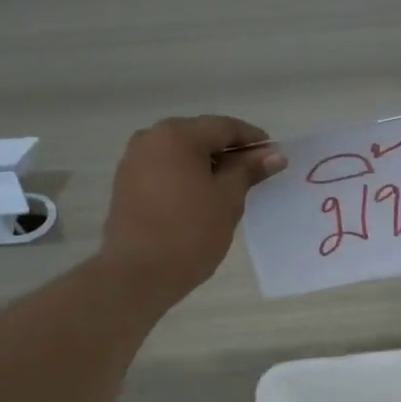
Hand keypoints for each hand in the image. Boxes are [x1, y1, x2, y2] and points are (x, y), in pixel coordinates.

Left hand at [101, 115, 285, 299]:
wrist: (137, 274)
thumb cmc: (190, 233)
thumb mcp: (228, 199)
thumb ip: (249, 170)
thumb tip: (274, 154)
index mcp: (176, 134)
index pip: (224, 127)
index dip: (252, 139)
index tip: (274, 155)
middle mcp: (150, 138)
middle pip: (199, 137)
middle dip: (228, 153)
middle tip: (255, 174)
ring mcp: (133, 162)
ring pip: (180, 155)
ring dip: (207, 166)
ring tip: (230, 189)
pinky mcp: (126, 186)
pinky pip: (164, 171)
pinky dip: (186, 178)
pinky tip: (201, 199)